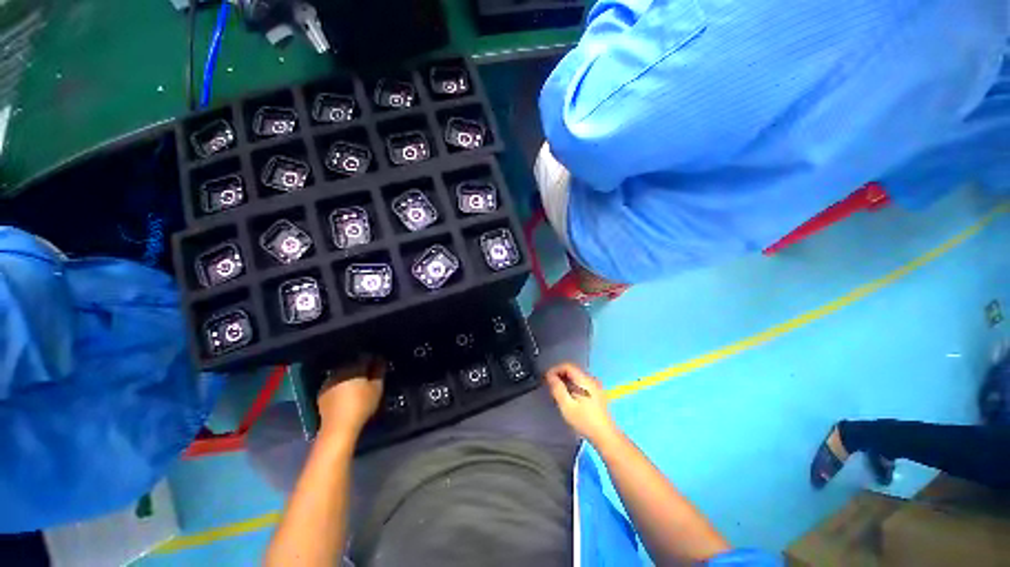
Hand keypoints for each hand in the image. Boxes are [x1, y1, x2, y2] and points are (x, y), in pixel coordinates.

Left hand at [317, 355, 384, 438]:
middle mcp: (340, 370)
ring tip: (358, 384)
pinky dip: (341, 385)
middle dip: (361, 367)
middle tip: (370, 375)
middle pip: (353, 364)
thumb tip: (380, 361)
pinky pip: (335, 383)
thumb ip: (379, 372)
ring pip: (343, 373)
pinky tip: (346, 393)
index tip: (379, 365)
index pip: (366, 357)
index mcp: (354, 367)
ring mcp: (329, 381)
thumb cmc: (362, 406)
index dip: (374, 360)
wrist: (338, 427)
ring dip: (350, 376)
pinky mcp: (322, 392)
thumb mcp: (377, 388)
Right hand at [545, 363, 618, 445]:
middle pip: (572, 370)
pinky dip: (572, 386)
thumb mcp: (567, 405)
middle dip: (559, 375)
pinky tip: (568, 396)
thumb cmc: (584, 421)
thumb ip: (557, 388)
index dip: (555, 369)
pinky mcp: (597, 394)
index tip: (546, 378)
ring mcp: (595, 387)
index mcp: (584, 380)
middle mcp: (591, 380)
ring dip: (565, 381)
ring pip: (577, 377)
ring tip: (557, 391)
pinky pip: (581, 384)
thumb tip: (550, 376)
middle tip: (550, 385)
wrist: (605, 436)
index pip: (567, 366)